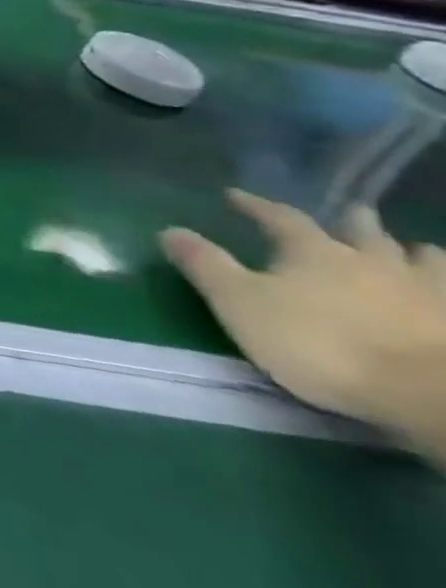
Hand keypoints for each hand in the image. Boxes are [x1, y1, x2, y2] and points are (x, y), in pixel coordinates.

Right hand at [162, 191, 445, 438]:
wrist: (427, 392)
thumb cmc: (319, 343)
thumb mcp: (239, 303)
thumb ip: (204, 265)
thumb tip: (169, 230)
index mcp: (313, 251)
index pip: (279, 217)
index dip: (256, 205)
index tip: (234, 195)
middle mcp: (370, 259)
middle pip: (362, 231)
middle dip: (351, 220)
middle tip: (347, 213)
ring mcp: (426, 290)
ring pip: (421, 258)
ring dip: (409, 250)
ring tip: (408, 250)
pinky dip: (444, 283)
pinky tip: (441, 290)